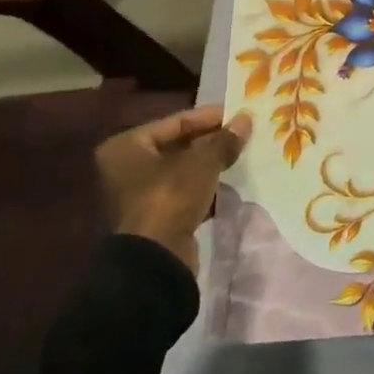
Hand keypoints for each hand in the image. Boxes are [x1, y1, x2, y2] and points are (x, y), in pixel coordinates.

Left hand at [96, 105, 250, 272]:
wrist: (155, 258)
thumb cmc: (170, 197)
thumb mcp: (203, 162)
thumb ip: (225, 140)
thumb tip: (246, 119)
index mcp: (127, 146)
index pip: (176, 122)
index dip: (210, 117)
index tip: (239, 114)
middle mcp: (127, 166)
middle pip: (179, 145)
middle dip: (212, 141)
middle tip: (244, 134)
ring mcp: (139, 193)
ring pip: (183, 169)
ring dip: (211, 164)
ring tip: (243, 155)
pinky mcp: (155, 215)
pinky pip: (184, 191)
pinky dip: (206, 186)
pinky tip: (232, 182)